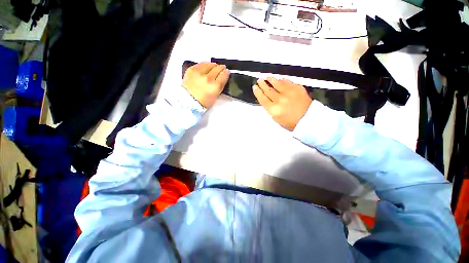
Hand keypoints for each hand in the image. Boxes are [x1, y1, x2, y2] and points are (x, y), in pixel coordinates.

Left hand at [182, 62, 229, 108]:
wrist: (187, 101)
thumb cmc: (202, 102)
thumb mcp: (215, 97)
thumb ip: (219, 86)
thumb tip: (221, 78)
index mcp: (215, 87)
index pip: (224, 74)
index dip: (226, 72)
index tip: (227, 72)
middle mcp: (208, 78)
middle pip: (218, 68)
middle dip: (221, 68)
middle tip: (222, 69)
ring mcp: (199, 73)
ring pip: (210, 64)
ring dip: (213, 66)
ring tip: (213, 68)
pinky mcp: (192, 69)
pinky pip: (201, 64)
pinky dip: (205, 65)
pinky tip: (206, 67)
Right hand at [253, 77, 311, 130]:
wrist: (308, 119)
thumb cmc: (292, 122)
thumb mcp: (276, 118)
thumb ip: (270, 108)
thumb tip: (267, 100)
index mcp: (273, 109)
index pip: (262, 97)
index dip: (257, 91)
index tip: (255, 87)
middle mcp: (279, 99)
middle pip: (268, 89)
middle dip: (262, 84)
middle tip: (260, 81)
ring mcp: (288, 92)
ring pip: (276, 83)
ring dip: (271, 80)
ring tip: (267, 78)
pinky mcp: (296, 88)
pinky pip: (286, 81)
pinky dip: (281, 80)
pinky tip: (279, 80)